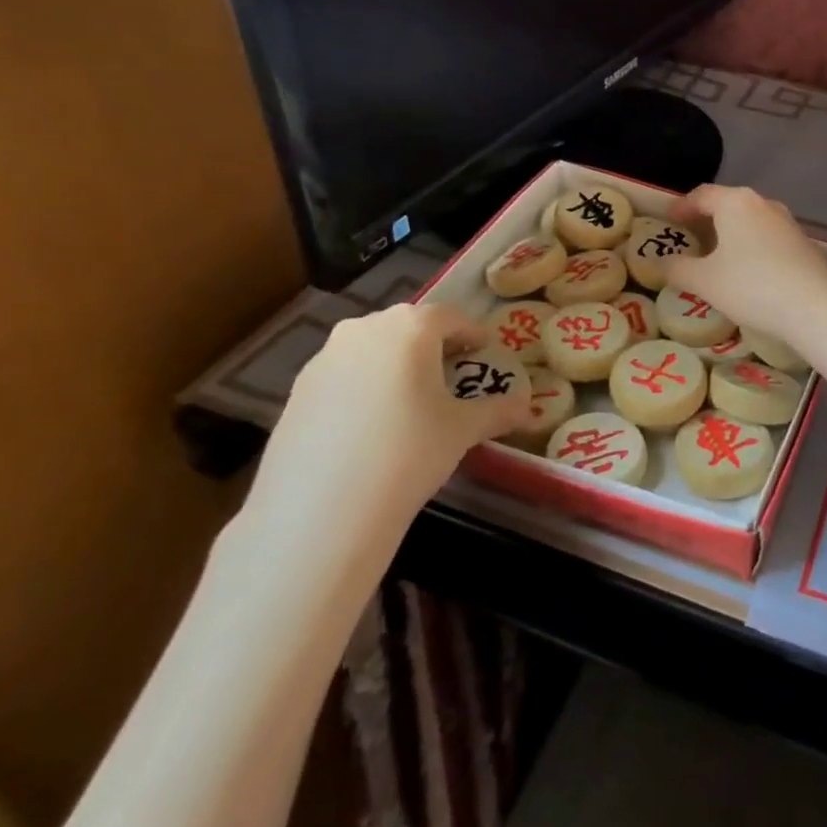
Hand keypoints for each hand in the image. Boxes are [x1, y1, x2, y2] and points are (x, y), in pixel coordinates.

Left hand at [236, 303, 529, 590]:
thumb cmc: (409, 451)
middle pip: (408, 328)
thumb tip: (528, 408)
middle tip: (451, 376)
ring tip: (410, 403)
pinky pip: (343, 377)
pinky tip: (372, 427)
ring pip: (372, 351)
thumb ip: (498, 411)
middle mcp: (364, 329)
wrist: (321, 509)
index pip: (450, 317)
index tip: (484, 352)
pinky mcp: (297, 391)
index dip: (472, 334)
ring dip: (395, 366)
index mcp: (410, 326)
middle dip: (432, 347)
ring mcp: (324, 358)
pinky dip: (364, 389)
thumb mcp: (463, 430)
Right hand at [665, 185, 826, 339]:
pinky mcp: (803, 244)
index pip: (701, 194)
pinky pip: (767, 238)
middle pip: (727, 205)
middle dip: (706, 221)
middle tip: (688, 240)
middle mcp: (763, 204)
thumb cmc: (752, 285)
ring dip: (730, 235)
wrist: (816, 307)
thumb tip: (659, 263)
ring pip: (749, 222)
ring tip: (715, 258)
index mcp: (735, 202)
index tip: (668, 221)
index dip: (680, 207)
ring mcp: (787, 223)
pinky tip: (746, 273)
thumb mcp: (705, 281)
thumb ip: (678, 269)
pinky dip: (750, 248)